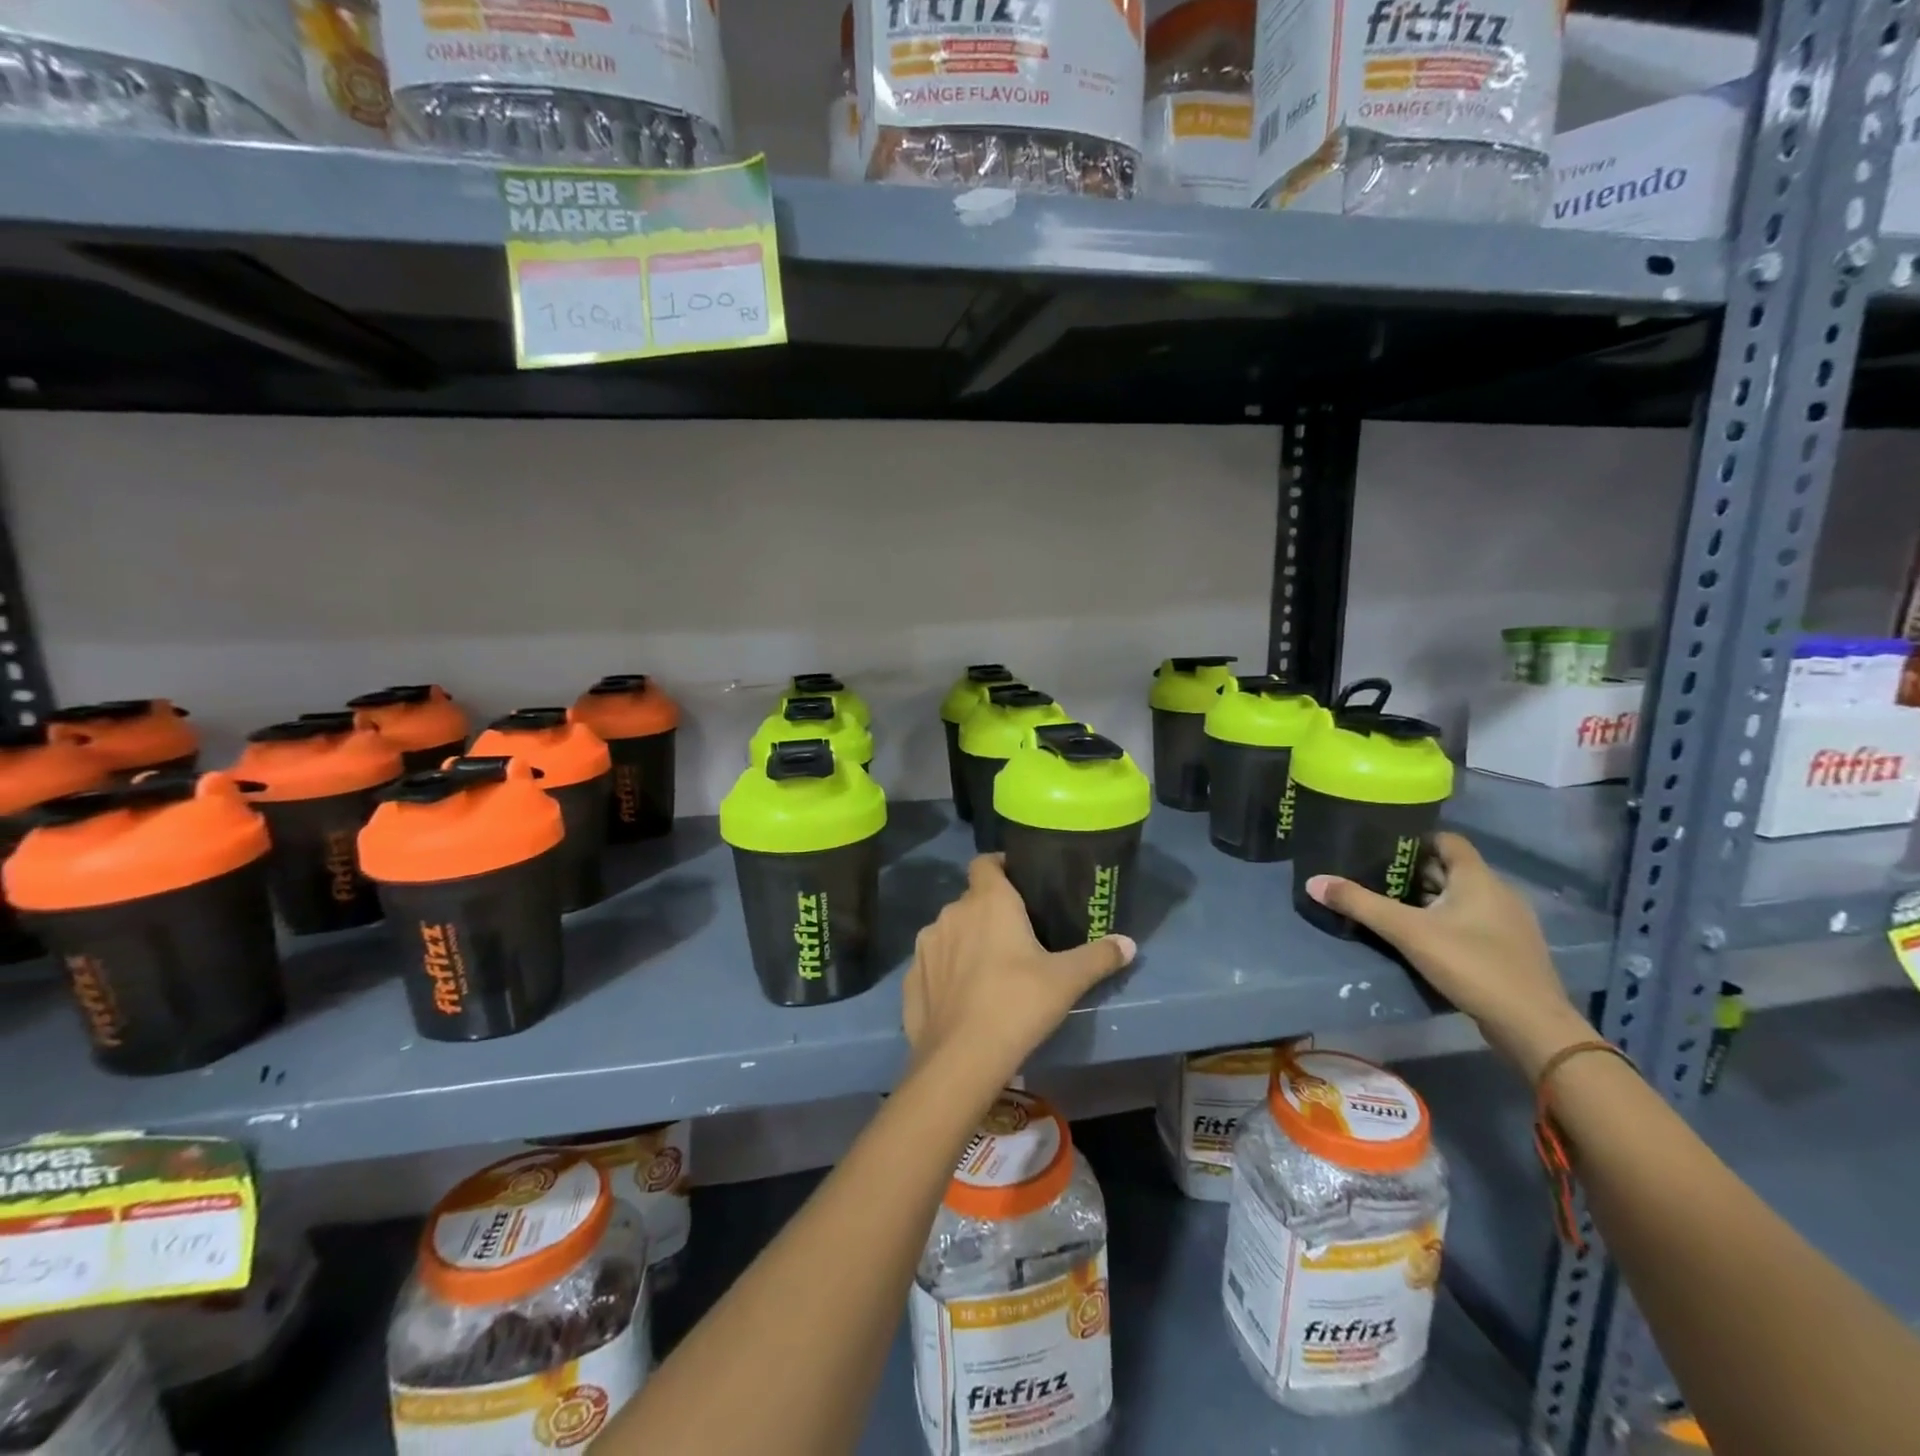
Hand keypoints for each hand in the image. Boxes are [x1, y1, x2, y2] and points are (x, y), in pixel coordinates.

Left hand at [903, 854, 1134, 1091]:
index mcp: (988, 901)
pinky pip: (933, 963)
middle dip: (990, 911)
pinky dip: (946, 971)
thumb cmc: (1017, 1003)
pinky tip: (963, 996)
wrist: (961, 1058)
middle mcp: (952, 913)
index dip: (1001, 866)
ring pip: (951, 930)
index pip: (986, 862)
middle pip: (972, 899)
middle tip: (1017, 936)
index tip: (1020, 882)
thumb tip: (1129, 943)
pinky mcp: (911, 977)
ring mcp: (926, 945)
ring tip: (989, 968)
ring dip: (967, 940)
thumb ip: (1098, 956)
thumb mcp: (1067, 980)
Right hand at [1305, 832, 1591, 1080]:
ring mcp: (1509, 922)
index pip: (1447, 840)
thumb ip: (1360, 905)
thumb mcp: (1407, 932)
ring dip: (1431, 898)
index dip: (1416, 839)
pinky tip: (1424, 938)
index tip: (1383, 846)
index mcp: (1478, 878)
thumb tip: (1313, 881)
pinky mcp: (1510, 949)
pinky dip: (1447, 921)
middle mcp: (1499, 892)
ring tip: (1393, 906)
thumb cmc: (1471, 964)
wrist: (1532, 1025)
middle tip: (1377, 877)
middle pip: (1452, 869)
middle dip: (1416, 871)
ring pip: (1462, 897)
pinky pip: (1473, 921)